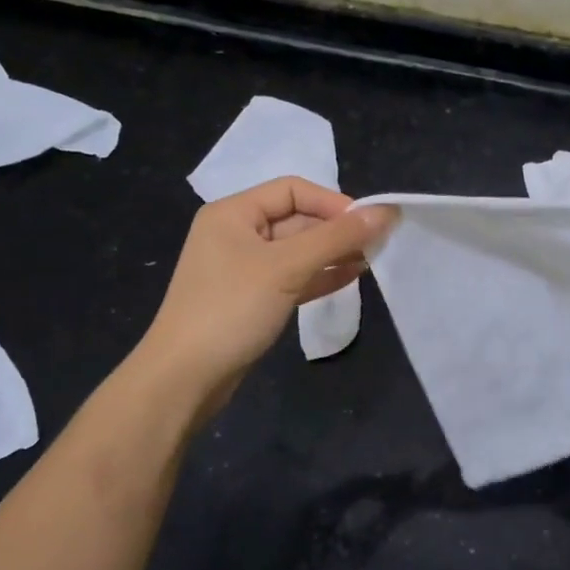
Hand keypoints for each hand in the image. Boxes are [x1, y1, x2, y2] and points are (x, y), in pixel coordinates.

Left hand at [137, 177, 394, 398]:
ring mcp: (244, 268)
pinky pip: (293, 277)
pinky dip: (320, 276)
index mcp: (234, 213)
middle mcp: (237, 234)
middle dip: (337, 230)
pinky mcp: (253, 298)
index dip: (333, 203)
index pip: (293, 191)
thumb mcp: (287, 268)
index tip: (368, 224)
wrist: (184, 378)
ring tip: (372, 260)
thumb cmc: (231, 309)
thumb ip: (337, 238)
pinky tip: (351, 278)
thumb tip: (385, 212)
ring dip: (333, 254)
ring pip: (298, 251)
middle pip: (297, 220)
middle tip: (378, 244)